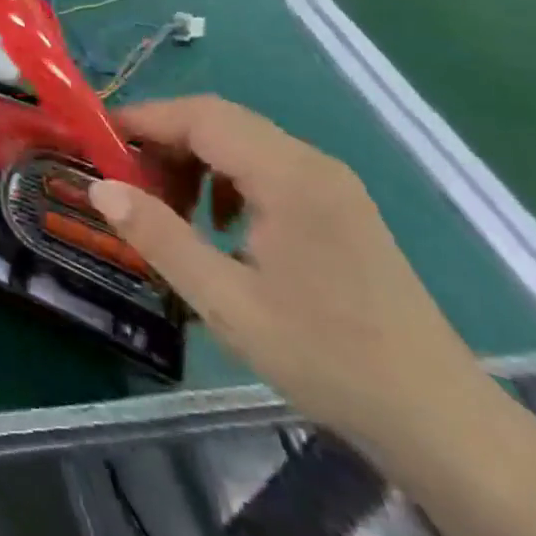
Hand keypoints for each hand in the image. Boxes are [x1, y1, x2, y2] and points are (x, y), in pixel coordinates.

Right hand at [91, 96, 496, 463]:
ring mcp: (330, 183)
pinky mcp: (338, 206)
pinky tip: (217, 227)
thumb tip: (99, 188)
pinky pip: (266, 168)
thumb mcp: (226, 302)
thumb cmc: (327, 358)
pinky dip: (226, 180)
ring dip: (194, 160)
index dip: (145, 119)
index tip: (97, 139)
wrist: (439, 420)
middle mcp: (311, 162)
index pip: (201, 116)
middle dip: (164, 140)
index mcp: (288, 175)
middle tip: (124, 179)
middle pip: (220, 121)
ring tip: (166, 208)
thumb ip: (159, 237)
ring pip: (242, 142)